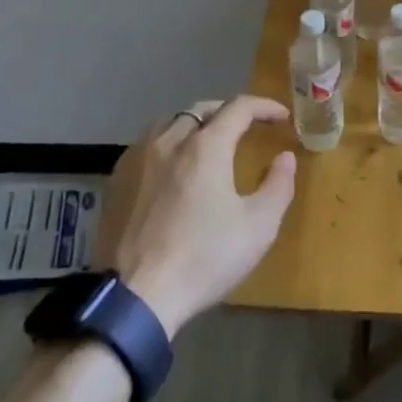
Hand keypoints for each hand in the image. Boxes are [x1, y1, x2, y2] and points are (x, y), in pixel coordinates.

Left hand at [96, 96, 298, 336]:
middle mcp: (169, 140)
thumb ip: (278, 185)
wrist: (137, 296)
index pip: (238, 108)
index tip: (282, 117)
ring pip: (169, 123)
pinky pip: (146, 145)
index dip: (264, 106)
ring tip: (207, 142)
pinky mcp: (116, 180)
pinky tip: (171, 168)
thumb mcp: (258, 226)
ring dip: (194, 124)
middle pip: (201, 110)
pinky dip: (167, 144)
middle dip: (228, 112)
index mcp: (206, 146)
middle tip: (247, 126)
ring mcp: (137, 158)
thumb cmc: (205, 258)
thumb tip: (285, 157)